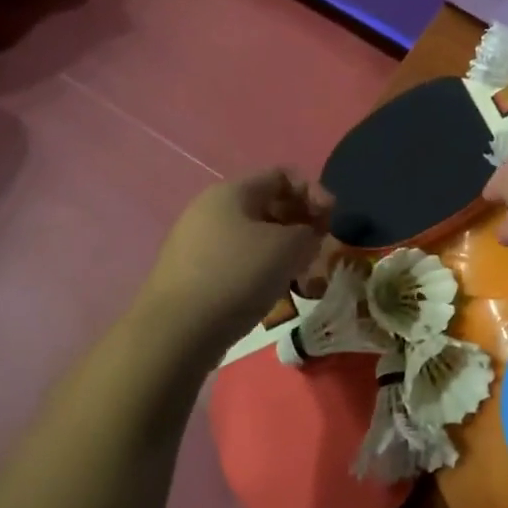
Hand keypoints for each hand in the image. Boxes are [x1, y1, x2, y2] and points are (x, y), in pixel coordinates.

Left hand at [139, 170, 331, 353]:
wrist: (176, 332)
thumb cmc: (238, 276)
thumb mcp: (289, 247)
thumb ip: (309, 232)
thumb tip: (305, 236)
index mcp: (232, 192)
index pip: (282, 175)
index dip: (314, 192)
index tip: (331, 221)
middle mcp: (210, 208)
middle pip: (268, 204)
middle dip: (300, 222)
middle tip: (318, 249)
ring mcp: (197, 241)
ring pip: (253, 235)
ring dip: (283, 249)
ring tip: (299, 274)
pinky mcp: (191, 272)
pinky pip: (236, 258)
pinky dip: (260, 268)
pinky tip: (271, 291)